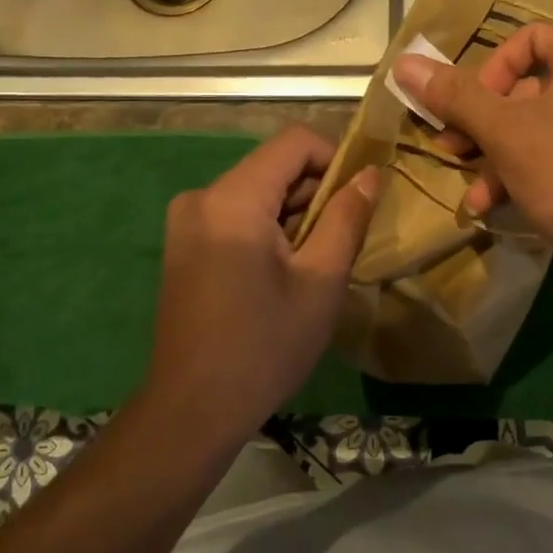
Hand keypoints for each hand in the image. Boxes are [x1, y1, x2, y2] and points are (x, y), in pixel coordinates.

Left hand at [143, 127, 378, 448]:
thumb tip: (369, 174)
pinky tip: (284, 270)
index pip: (293, 142)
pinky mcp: (183, 242)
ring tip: (317, 260)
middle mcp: (202, 196)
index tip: (358, 198)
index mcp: (233, 199)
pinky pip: (236, 212)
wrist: (192, 409)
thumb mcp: (321, 281)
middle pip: (273, 165)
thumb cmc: (265, 347)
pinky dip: (268, 226)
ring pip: (257, 189)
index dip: (335, 158)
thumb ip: (347, 217)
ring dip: (294, 212)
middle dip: (315, 191)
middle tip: (344, 237)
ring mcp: (187, 219)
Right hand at [391, 25, 552, 263]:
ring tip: (471, 190)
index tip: (467, 106)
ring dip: (498, 155)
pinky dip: (528, 170)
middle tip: (452, 148)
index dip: (489, 69)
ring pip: (543, 125)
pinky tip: (494, 205)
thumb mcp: (503, 132)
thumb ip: (454, 95)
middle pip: (532, 87)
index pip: (530, 39)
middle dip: (483, 122)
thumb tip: (404, 63)